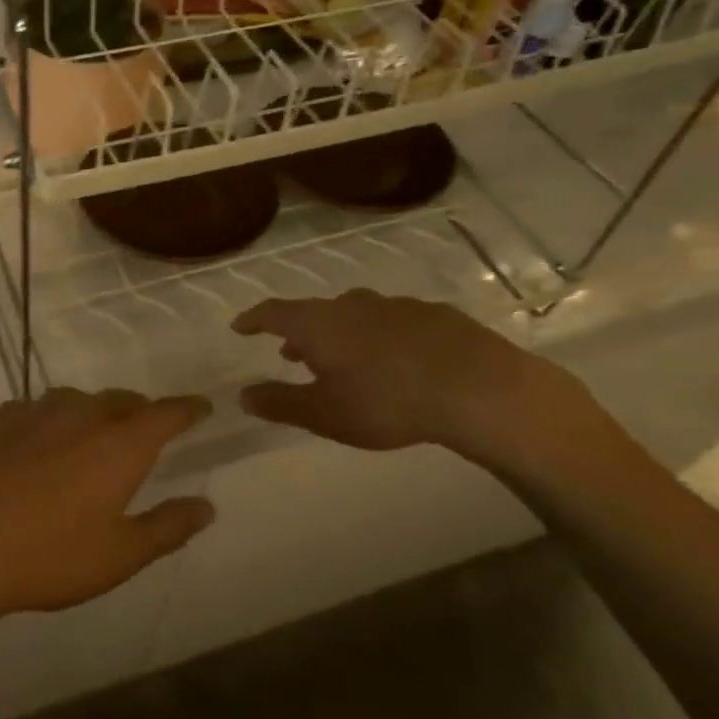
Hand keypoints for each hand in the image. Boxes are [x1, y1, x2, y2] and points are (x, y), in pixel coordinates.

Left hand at [0, 389, 215, 639]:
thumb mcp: (119, 555)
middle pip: (121, 400)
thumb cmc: (48, 556)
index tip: (201, 406)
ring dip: (92, 413)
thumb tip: (206, 506)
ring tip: (90, 437)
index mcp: (120, 444)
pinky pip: (34, 411)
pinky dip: (47, 422)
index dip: (188, 409)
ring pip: (75, 400)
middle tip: (144, 432)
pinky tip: (35, 445)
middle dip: (140, 412)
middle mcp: (80, 414)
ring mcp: (33, 412)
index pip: (166, 413)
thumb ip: (168, 527)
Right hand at [231, 289, 572, 459]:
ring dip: (339, 334)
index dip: (253, 319)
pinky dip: (378, 336)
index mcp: (318, 324)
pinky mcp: (433, 314)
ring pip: (354, 314)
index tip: (240, 327)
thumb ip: (280, 403)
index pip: (273, 313)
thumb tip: (243, 395)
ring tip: (342, 358)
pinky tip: (394, 359)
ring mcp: (394, 305)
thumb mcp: (325, 413)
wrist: (478, 388)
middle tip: (292, 354)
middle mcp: (351, 305)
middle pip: (314, 313)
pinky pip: (391, 321)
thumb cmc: (386, 402)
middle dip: (299, 333)